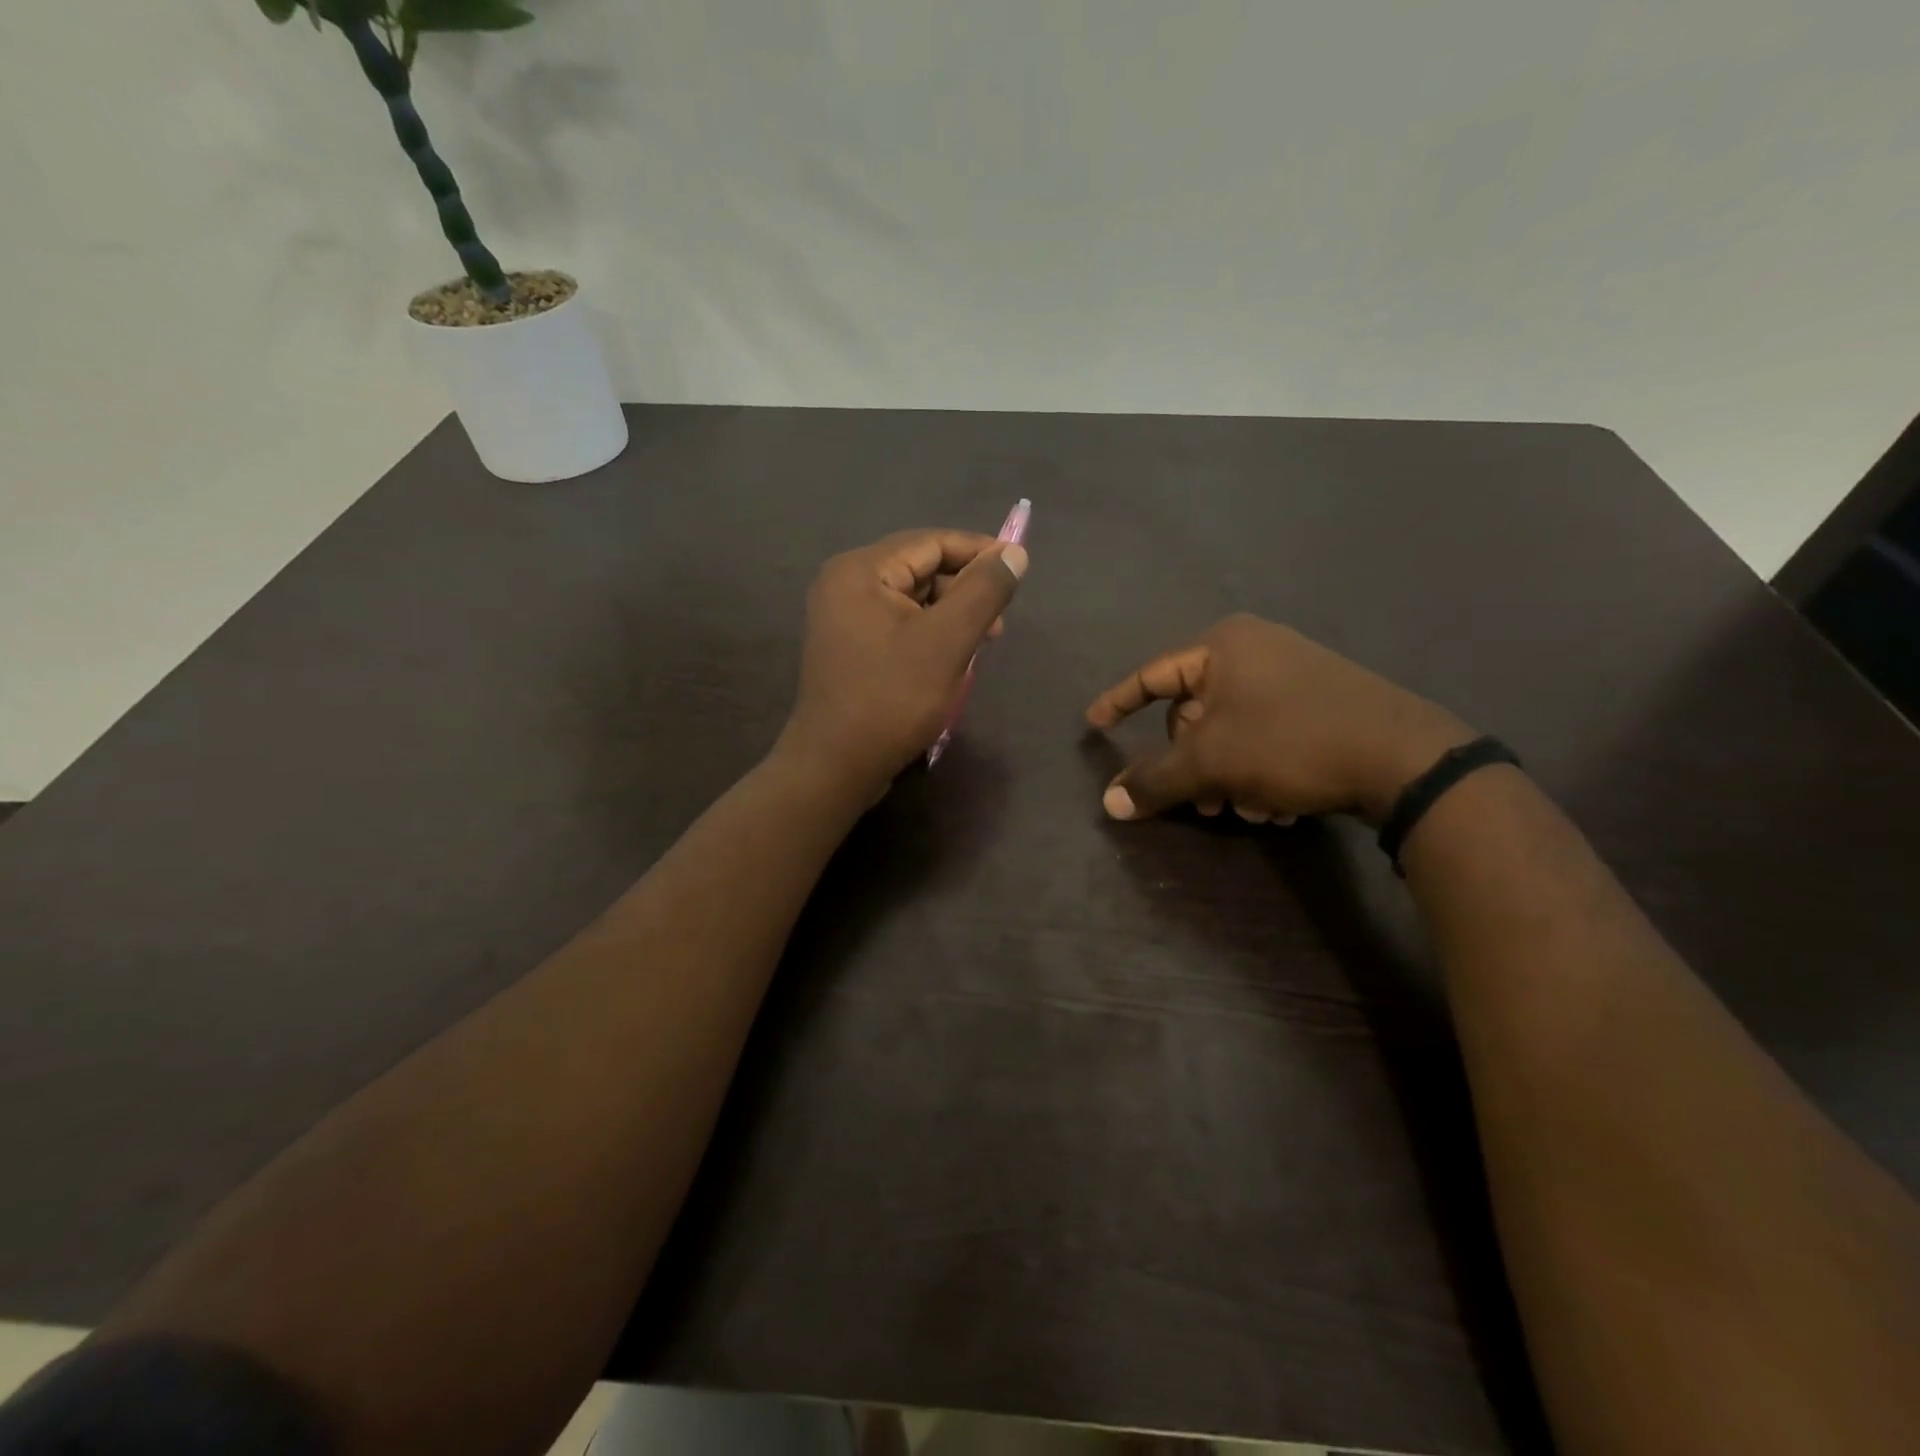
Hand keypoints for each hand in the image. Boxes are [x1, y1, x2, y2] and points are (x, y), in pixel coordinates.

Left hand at [779, 529, 1028, 797]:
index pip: (930, 542)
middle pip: (919, 568)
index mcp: (860, 571)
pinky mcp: (847, 646)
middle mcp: (844, 583)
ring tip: (979, 646)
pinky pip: (897, 624)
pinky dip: (928, 633)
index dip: (978, 552)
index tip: (1019, 569)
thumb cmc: (893, 699)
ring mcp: (841, 617)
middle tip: (997, 625)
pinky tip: (950, 659)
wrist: (836, 766)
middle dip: (964, 590)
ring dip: (949, 615)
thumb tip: (1014, 553)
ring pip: (910, 599)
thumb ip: (983, 591)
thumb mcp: (947, 641)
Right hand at [1086, 614, 1473, 824]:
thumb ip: (1154, 780)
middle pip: (1195, 712)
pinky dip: (1260, 771)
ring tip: (1248, 810)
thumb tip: (1109, 802)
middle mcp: (1256, 650)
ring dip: (1227, 777)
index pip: (1152, 675)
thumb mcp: (1211, 762)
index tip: (1093, 724)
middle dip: (1192, 764)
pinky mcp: (1323, 701)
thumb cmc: (1289, 742)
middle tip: (1199, 803)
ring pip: (1232, 731)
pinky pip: (1267, 735)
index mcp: (1223, 646)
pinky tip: (1279, 806)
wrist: (1403, 758)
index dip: (1118, 702)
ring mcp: (1294, 673)